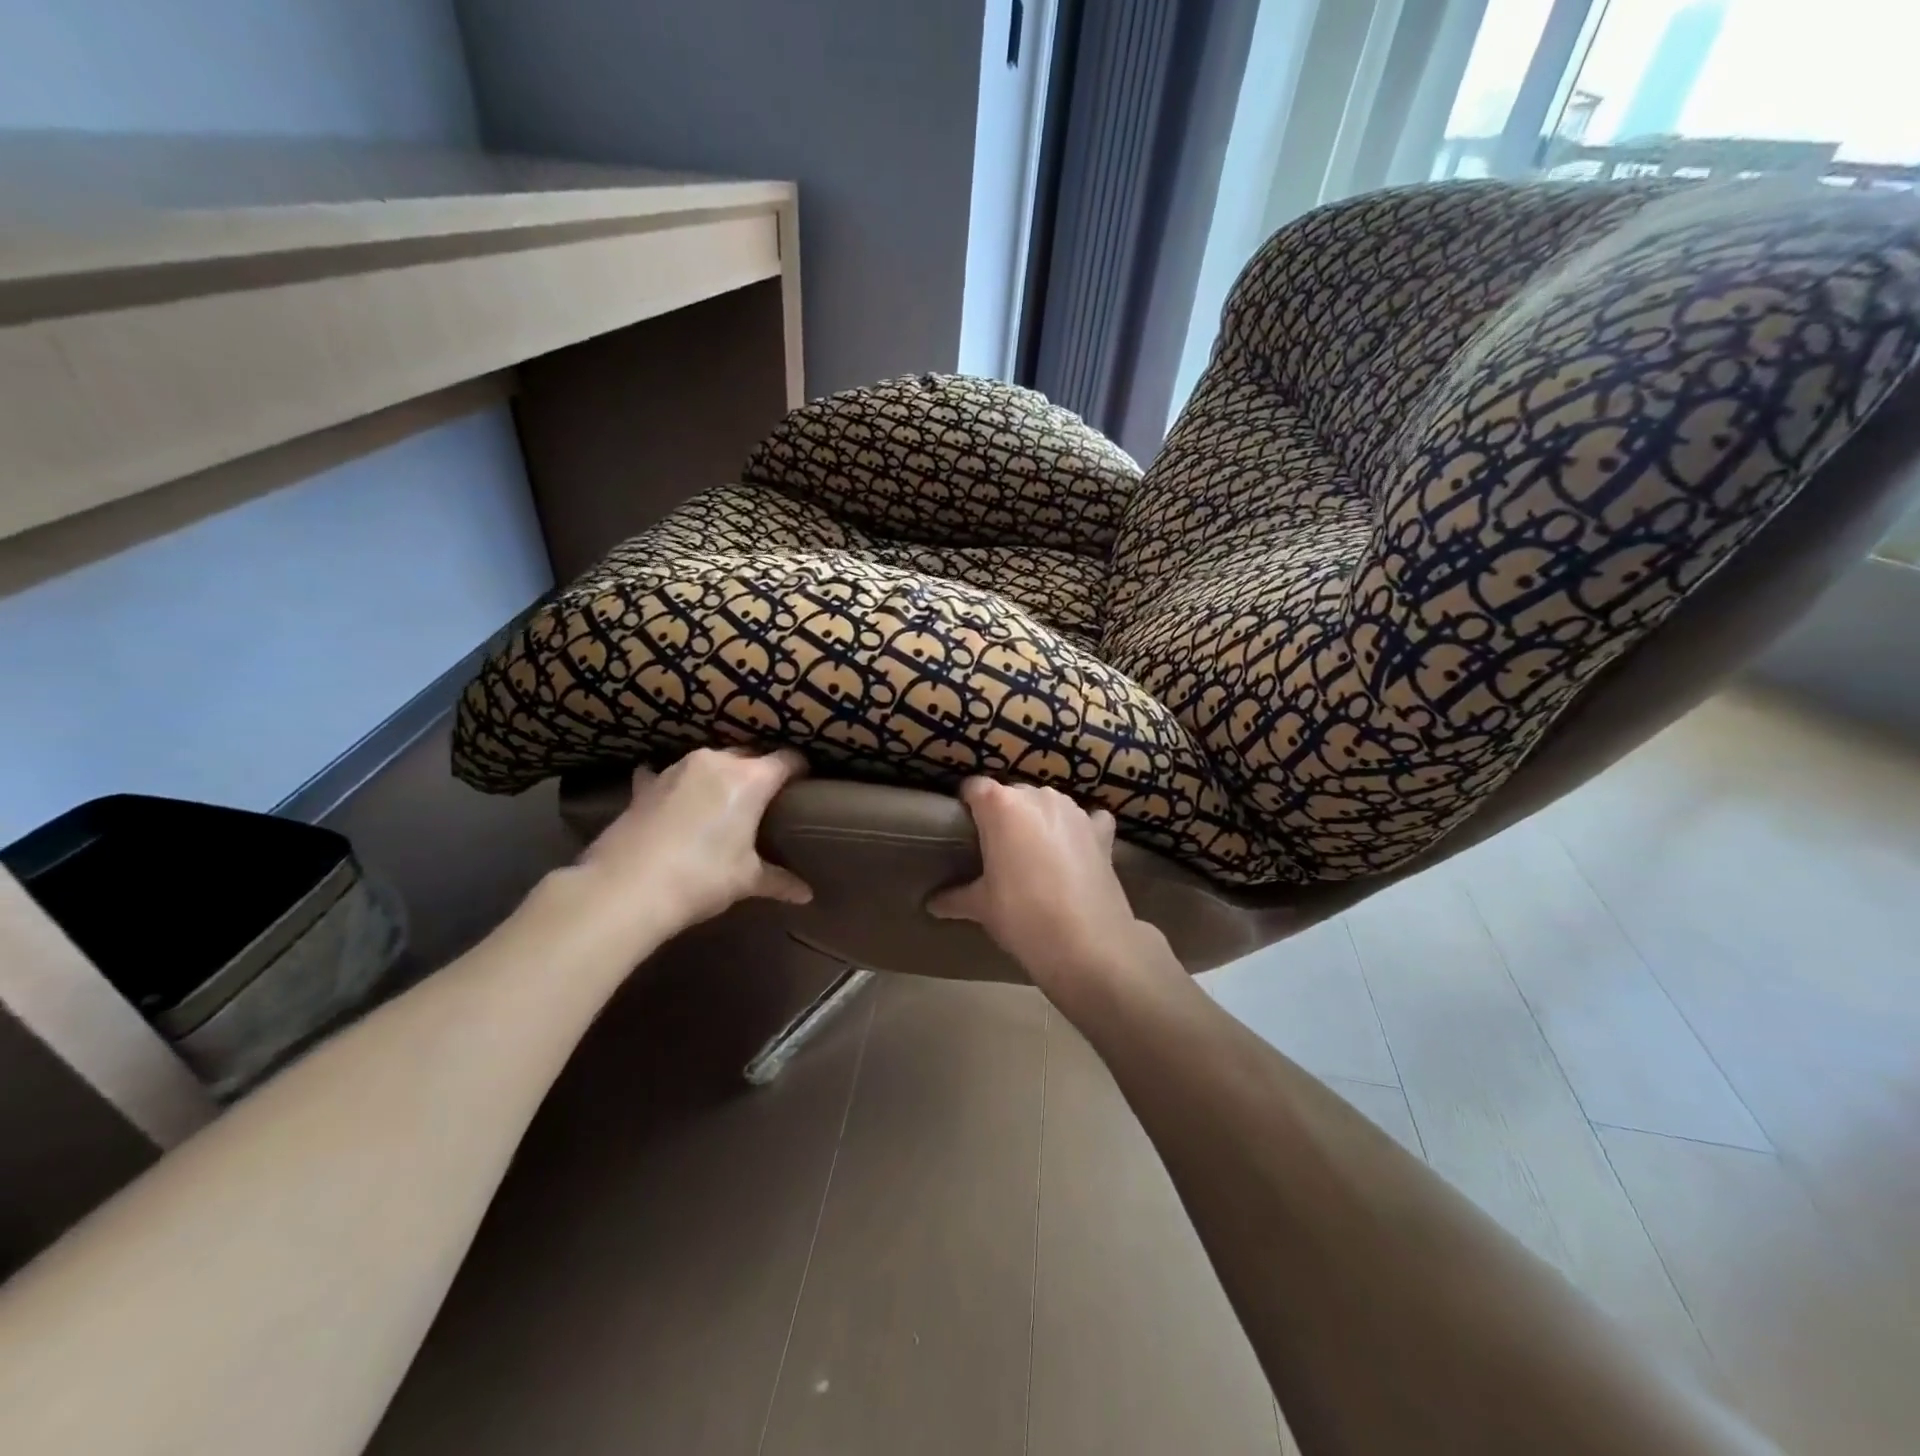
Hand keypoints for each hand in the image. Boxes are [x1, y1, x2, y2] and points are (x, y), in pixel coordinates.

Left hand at [562, 747, 811, 951]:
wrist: (626, 888)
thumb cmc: (702, 877)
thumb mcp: (746, 880)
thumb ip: (779, 880)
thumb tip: (806, 894)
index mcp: (751, 779)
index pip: (787, 760)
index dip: (800, 771)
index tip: (804, 785)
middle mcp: (716, 762)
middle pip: (749, 755)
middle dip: (759, 772)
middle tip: (765, 801)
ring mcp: (676, 768)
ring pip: (710, 762)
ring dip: (719, 776)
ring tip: (721, 801)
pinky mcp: (646, 784)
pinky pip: (667, 774)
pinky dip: (675, 784)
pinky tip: (671, 799)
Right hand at [928, 778, 1157, 1002]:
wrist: (1087, 944)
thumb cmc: (1023, 915)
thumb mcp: (981, 907)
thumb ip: (955, 898)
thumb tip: (931, 904)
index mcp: (1000, 806)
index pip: (974, 788)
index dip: (967, 806)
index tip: (964, 831)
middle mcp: (1038, 796)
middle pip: (1012, 795)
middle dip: (1004, 817)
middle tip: (999, 852)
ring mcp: (1074, 810)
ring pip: (1048, 805)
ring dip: (1041, 821)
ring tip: (1037, 856)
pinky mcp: (1101, 830)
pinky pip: (1088, 819)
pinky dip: (1082, 830)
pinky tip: (1079, 851)